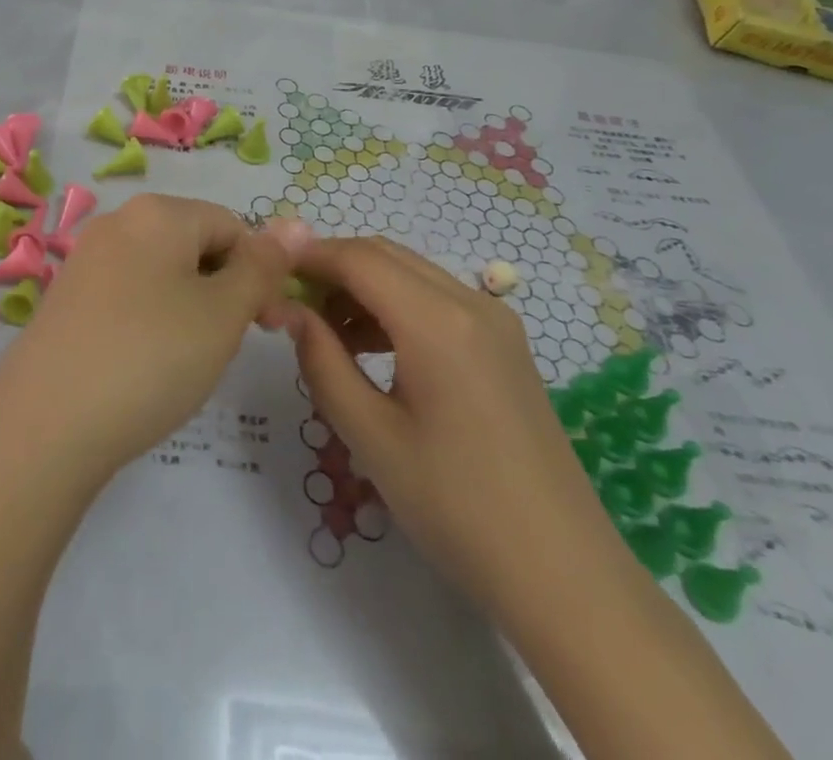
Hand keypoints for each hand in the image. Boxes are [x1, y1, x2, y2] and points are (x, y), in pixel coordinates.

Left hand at [0, 196, 304, 479]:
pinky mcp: (67, 297)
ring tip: (183, 361)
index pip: (232, 226)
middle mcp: (118, 221)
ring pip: (162, 273)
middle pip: (195, 245)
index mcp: (158, 212)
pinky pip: (128, 295)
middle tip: (223, 347)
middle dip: (222, 290)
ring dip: (189, 309)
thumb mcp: (223, 313)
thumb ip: (263, 266)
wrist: (45, 424)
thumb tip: (298, 221)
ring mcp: (86, 259)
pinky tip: (144, 365)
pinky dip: (150, 322)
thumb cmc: (150, 357)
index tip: (269, 328)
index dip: (259, 273)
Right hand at [275, 237, 621, 614]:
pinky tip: (374, 351)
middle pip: (385, 255)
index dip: (308, 257)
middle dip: (333, 269)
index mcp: (437, 321)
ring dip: (364, 288)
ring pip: (411, 274)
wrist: (564, 576)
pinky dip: (396, 306)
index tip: (268, 274)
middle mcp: (471, 302)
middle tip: (292, 306)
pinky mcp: (506, 345)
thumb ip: (321, 360)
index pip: (357, 258)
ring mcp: (496, 321)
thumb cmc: (456, 507)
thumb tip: (286, 310)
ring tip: (328, 335)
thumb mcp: (370, 436)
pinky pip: (437, 300)